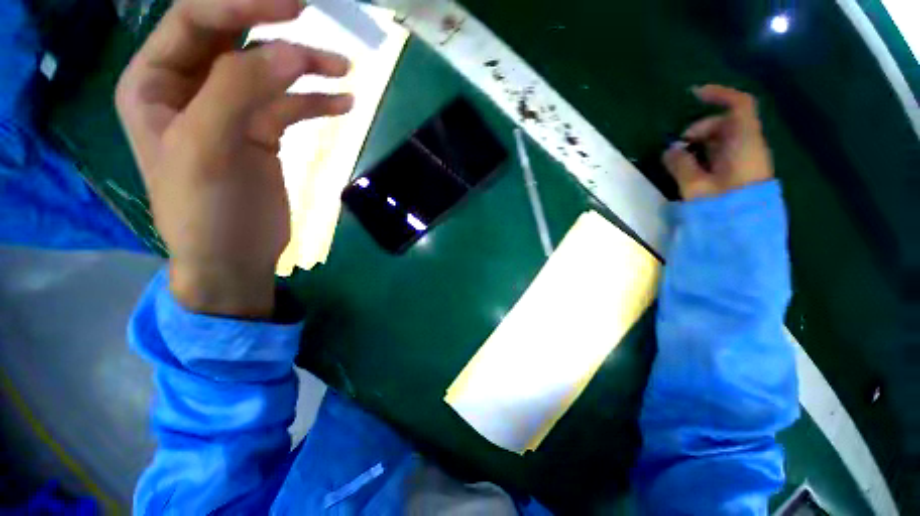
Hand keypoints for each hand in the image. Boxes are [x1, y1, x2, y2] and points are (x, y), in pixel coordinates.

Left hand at [116, 0, 352, 316]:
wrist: (234, 258)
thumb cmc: (205, 212)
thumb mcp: (206, 149)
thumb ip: (239, 91)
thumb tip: (289, 53)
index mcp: (155, 83)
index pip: (194, 20)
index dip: (240, 6)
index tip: (292, 7)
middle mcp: (190, 88)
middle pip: (234, 38)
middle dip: (276, 29)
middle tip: (319, 23)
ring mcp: (230, 111)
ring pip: (269, 72)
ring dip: (307, 68)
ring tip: (344, 71)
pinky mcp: (263, 134)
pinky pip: (291, 106)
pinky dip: (317, 103)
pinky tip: (344, 105)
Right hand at [663, 85, 773, 200]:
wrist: (745, 232)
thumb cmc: (722, 206)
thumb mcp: (696, 185)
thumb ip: (681, 164)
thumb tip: (669, 150)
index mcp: (744, 142)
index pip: (739, 105)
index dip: (719, 94)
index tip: (694, 95)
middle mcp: (750, 145)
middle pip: (728, 122)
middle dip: (701, 127)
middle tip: (678, 144)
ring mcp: (747, 158)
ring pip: (725, 138)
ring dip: (702, 142)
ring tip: (681, 158)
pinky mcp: (742, 171)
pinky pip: (725, 152)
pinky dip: (707, 153)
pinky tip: (693, 166)